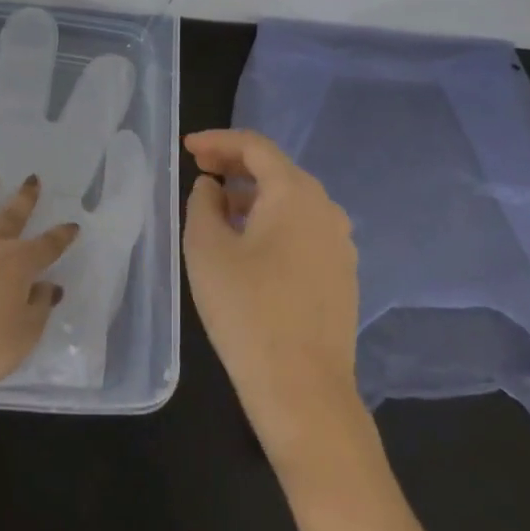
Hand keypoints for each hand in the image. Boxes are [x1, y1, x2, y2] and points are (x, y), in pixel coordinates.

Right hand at [183, 130, 361, 456]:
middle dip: (236, 165)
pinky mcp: (341, 274)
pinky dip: (273, 222)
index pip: (255, 147)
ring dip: (254, 195)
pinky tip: (249, 244)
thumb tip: (213, 187)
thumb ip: (203, 203)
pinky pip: (303, 229)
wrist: (303, 389)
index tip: (188, 148)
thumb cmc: (247, 310)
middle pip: (277, 170)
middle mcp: (326, 208)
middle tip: (200, 170)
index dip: (218, 140)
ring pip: (291, 201)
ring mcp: (340, 243)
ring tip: (219, 208)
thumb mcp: (207, 249)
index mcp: (295, 193)